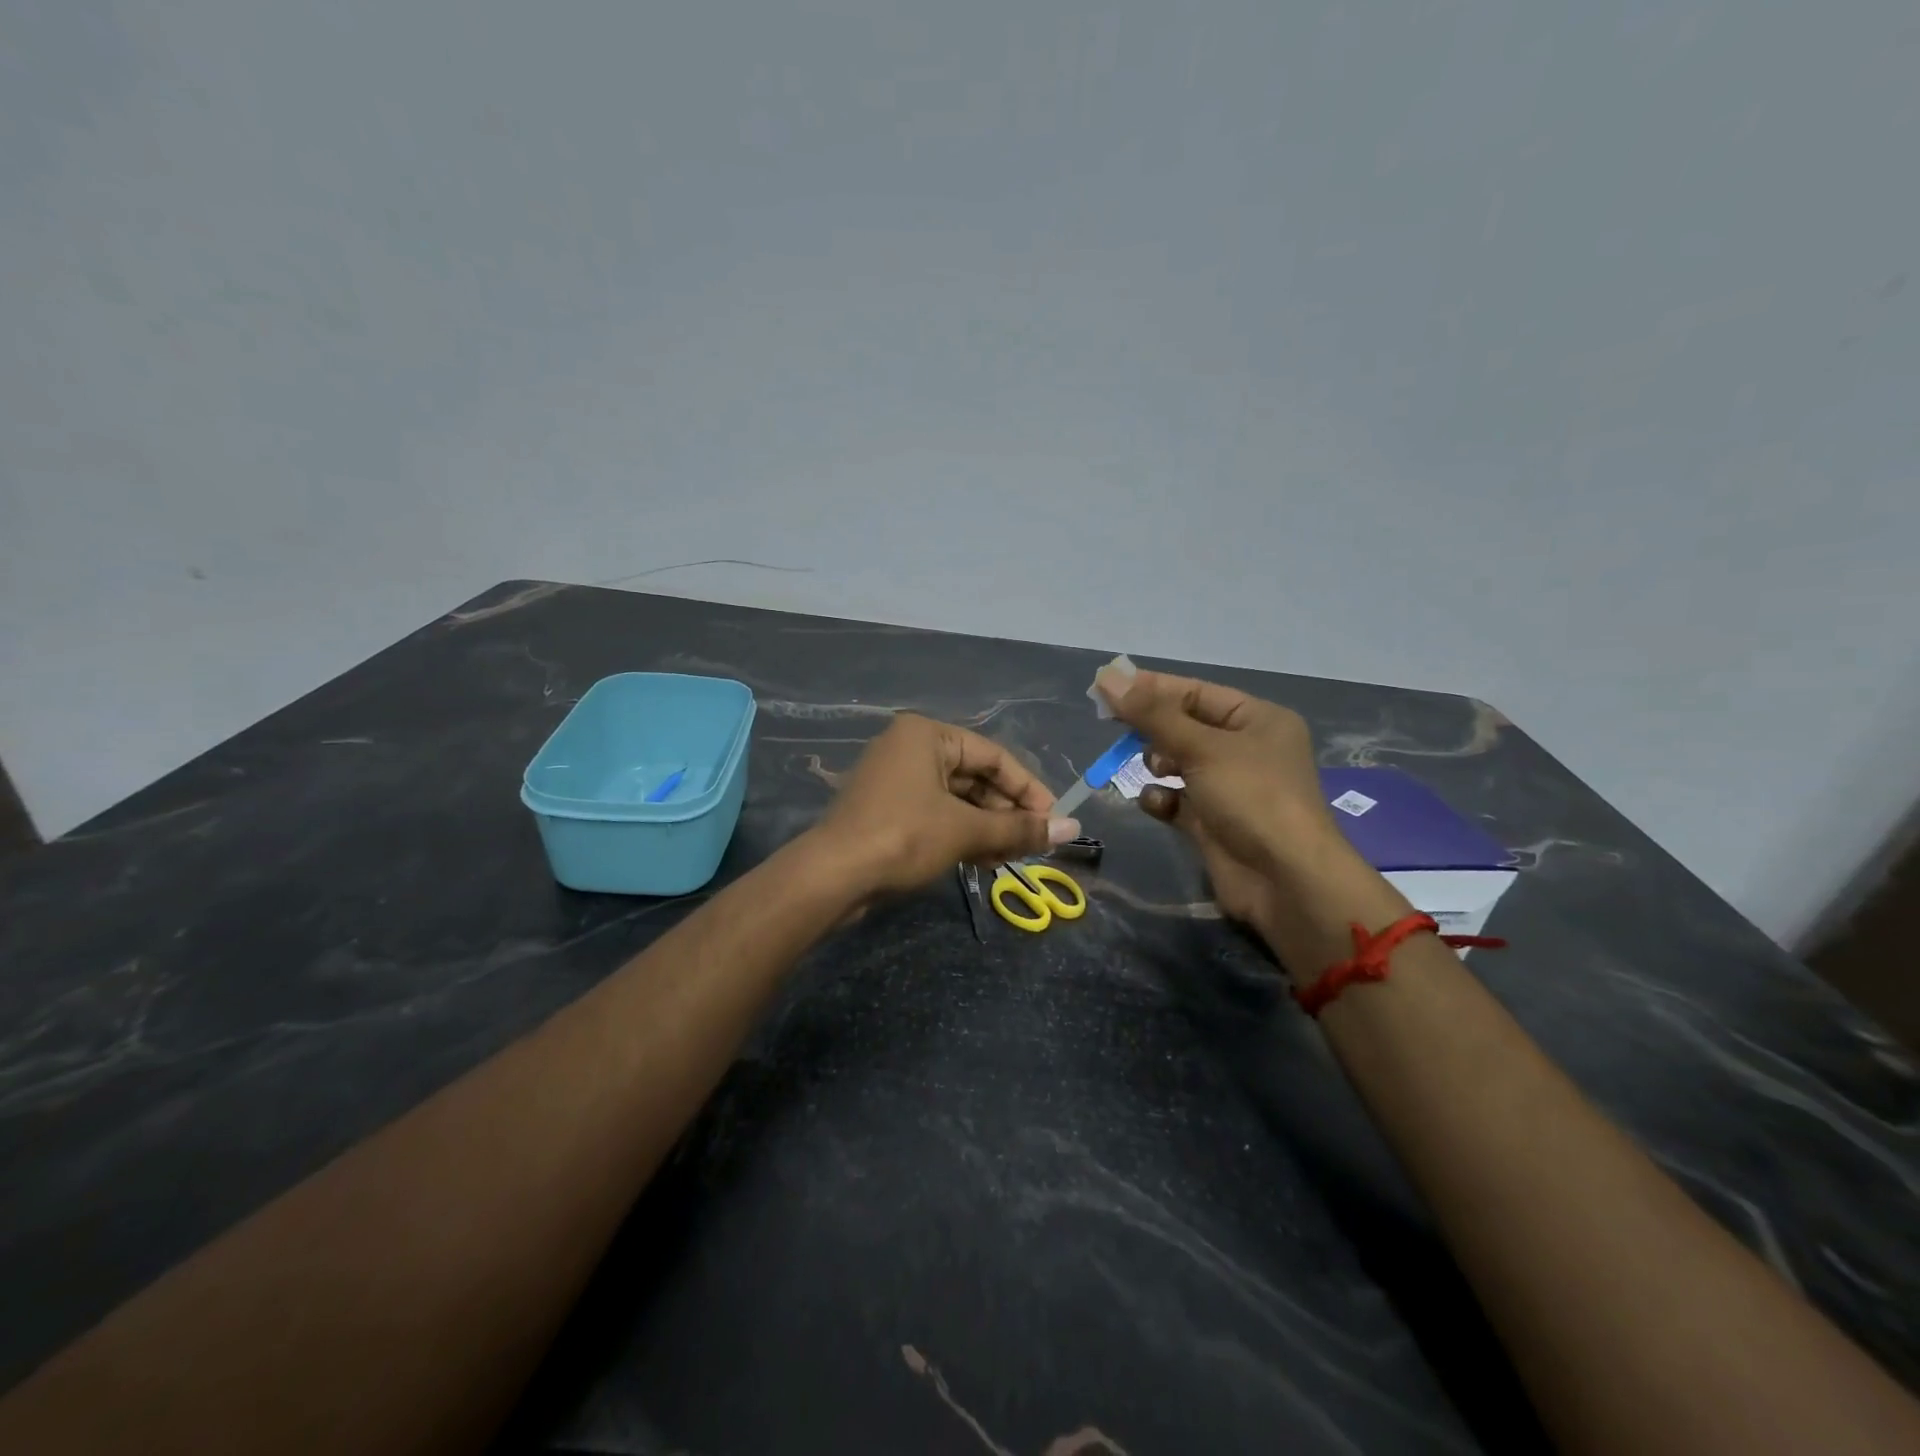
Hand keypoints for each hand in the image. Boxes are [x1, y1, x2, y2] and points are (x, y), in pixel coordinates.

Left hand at [811, 714, 1081, 896]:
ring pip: (957, 799)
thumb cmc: (902, 837)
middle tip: (1033, 845)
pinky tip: (981, 861)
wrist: (831, 877)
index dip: (1028, 789)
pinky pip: (936, 814)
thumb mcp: (965, 831)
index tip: (1053, 821)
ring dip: (986, 828)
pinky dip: (961, 834)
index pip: (994, 756)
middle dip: (1006, 813)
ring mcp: (895, 779)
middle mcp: (910, 748)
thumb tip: (1072, 828)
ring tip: (1008, 859)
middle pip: (975, 777)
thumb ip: (1019, 828)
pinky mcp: (887, 809)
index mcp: (927, 735)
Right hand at [1097, 665, 1345, 929]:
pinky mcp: (1213, 822)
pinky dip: (1162, 799)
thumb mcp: (1202, 748)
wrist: (1285, 880)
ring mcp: (1230, 788)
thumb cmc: (1251, 797)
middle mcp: (1246, 749)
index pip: (1196, 693)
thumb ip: (1152, 714)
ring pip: (1179, 763)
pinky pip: (1177, 800)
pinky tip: (1155, 803)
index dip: (1152, 688)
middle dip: (1153, 729)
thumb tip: (1107, 677)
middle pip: (1185, 727)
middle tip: (1114, 726)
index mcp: (1257, 720)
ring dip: (1157, 764)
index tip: (1107, 687)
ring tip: (1152, 769)